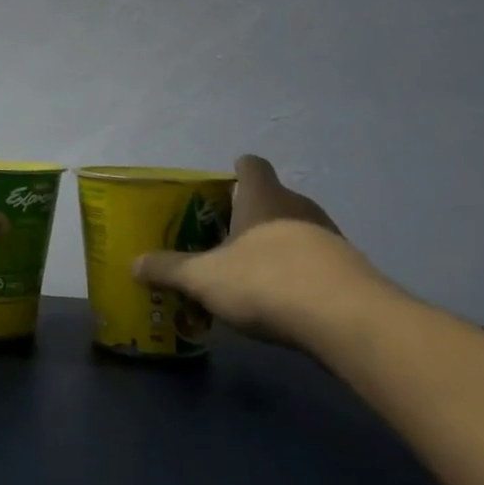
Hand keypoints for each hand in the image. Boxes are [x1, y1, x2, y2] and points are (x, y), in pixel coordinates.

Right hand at [133, 155, 409, 350]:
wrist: (345, 319)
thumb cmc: (266, 280)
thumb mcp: (205, 278)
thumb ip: (169, 269)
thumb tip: (134, 264)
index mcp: (263, 197)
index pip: (251, 165)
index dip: (236, 170)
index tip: (222, 183)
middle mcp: (299, 206)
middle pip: (273, 198)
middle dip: (250, 213)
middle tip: (223, 236)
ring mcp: (329, 236)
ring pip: (296, 229)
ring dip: (276, 243)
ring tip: (250, 271)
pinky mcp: (349, 268)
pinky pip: (315, 259)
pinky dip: (298, 270)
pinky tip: (283, 298)